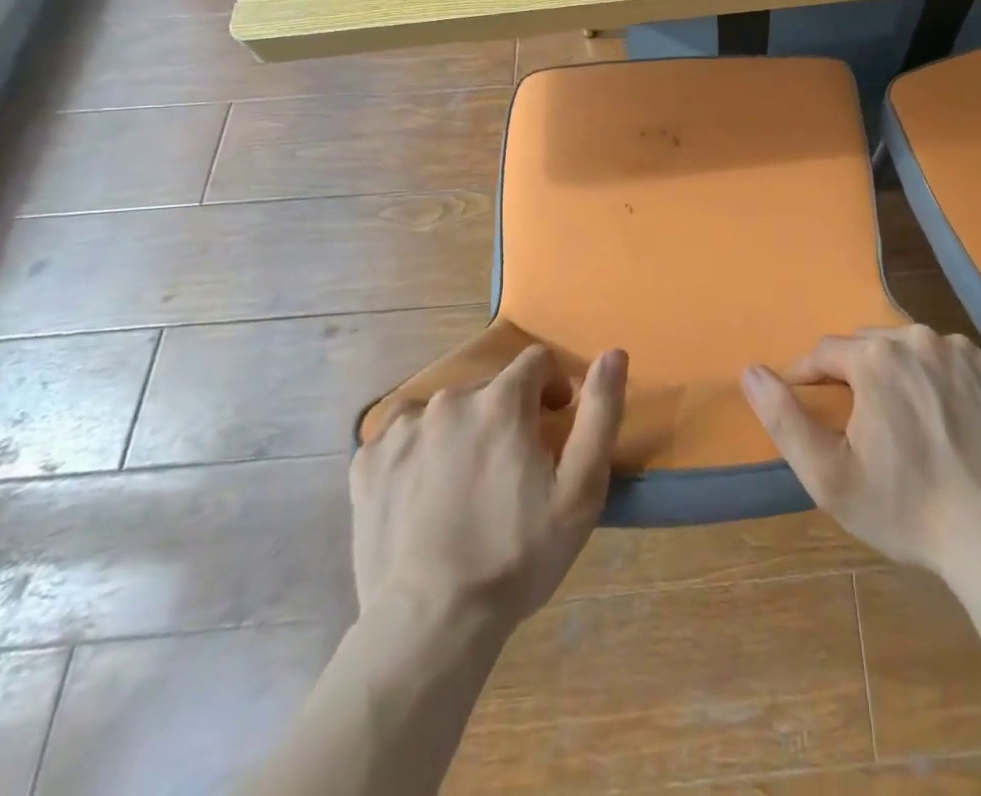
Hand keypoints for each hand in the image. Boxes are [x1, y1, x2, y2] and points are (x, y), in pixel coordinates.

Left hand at [349, 345, 627, 626]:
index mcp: (501, 401)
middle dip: (507, 415)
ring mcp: (401, 430)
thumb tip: (613, 353)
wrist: (430, 626)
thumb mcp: (581, 489)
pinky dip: (419, 452)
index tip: (553, 428)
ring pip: (446, 412)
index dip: (552, 389)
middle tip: (511, 470)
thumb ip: (600, 412)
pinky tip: (425, 494)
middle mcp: (449, 400)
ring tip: (466, 486)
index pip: (536, 362)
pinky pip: (403, 437)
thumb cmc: (517, 555)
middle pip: (490, 388)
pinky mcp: (367, 462)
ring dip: (463, 431)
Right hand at [741, 326, 980, 577]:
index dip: (811, 378)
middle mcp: (918, 337)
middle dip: (857, 374)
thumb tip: (750, 371)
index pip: (825, 353)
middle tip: (861, 421)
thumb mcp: (828, 475)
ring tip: (905, 418)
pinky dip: (945, 378)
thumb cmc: (903, 508)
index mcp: (874, 356)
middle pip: (870, 344)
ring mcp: (964, 350)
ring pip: (913, 347)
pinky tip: (949, 415)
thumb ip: (783, 417)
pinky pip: (956, 359)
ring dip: (901, 371)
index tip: (811, 406)